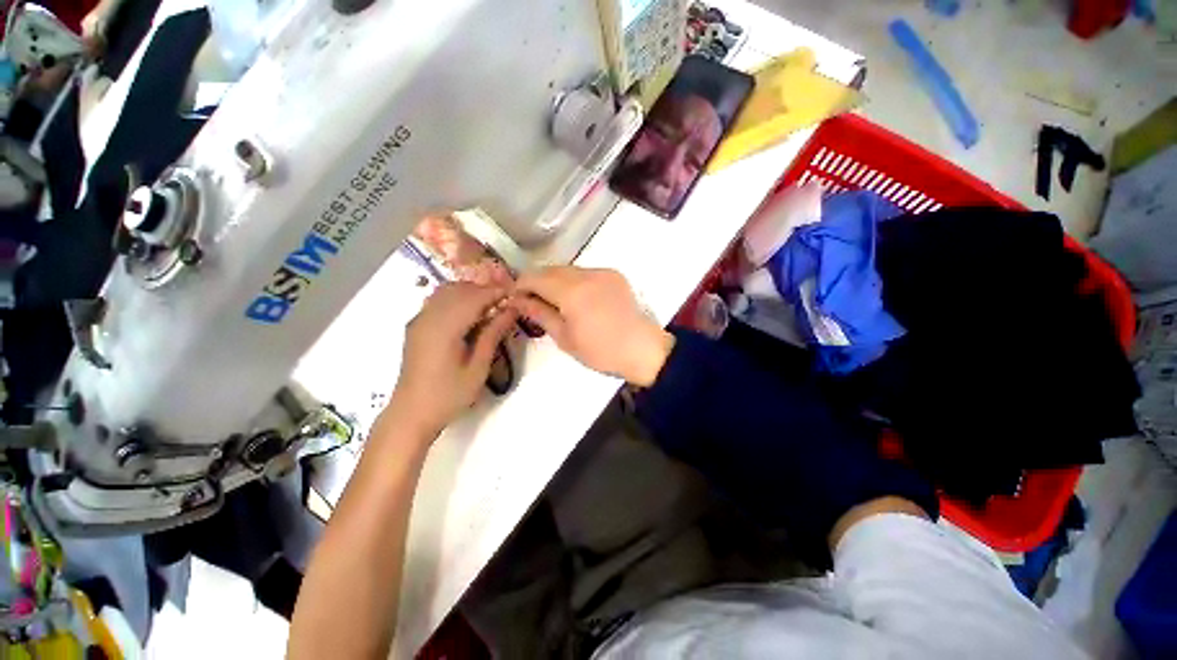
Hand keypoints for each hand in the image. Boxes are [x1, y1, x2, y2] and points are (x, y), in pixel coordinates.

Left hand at [384, 282, 517, 438]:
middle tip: (506, 303)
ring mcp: (419, 320)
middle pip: (459, 289)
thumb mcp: (478, 367)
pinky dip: (457, 300)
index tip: (516, 294)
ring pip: (447, 291)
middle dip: (484, 290)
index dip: (496, 292)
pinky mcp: (416, 326)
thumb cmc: (449, 395)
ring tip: (490, 308)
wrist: (412, 413)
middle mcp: (428, 317)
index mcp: (445, 327)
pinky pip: (438, 301)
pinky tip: (470, 316)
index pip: (474, 297)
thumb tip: (511, 309)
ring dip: (470, 293)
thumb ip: (493, 334)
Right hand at [510, 267, 673, 385]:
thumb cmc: (601, 351)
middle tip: (533, 302)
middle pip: (550, 269)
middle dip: (537, 282)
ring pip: (568, 270)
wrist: (642, 349)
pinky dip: (575, 282)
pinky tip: (578, 300)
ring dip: (556, 281)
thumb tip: (518, 300)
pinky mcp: (614, 274)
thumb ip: (540, 314)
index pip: (535, 277)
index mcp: (571, 291)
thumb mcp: (565, 338)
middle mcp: (586, 274)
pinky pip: (585, 272)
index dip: (520, 285)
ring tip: (556, 302)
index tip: (515, 299)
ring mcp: (602, 272)